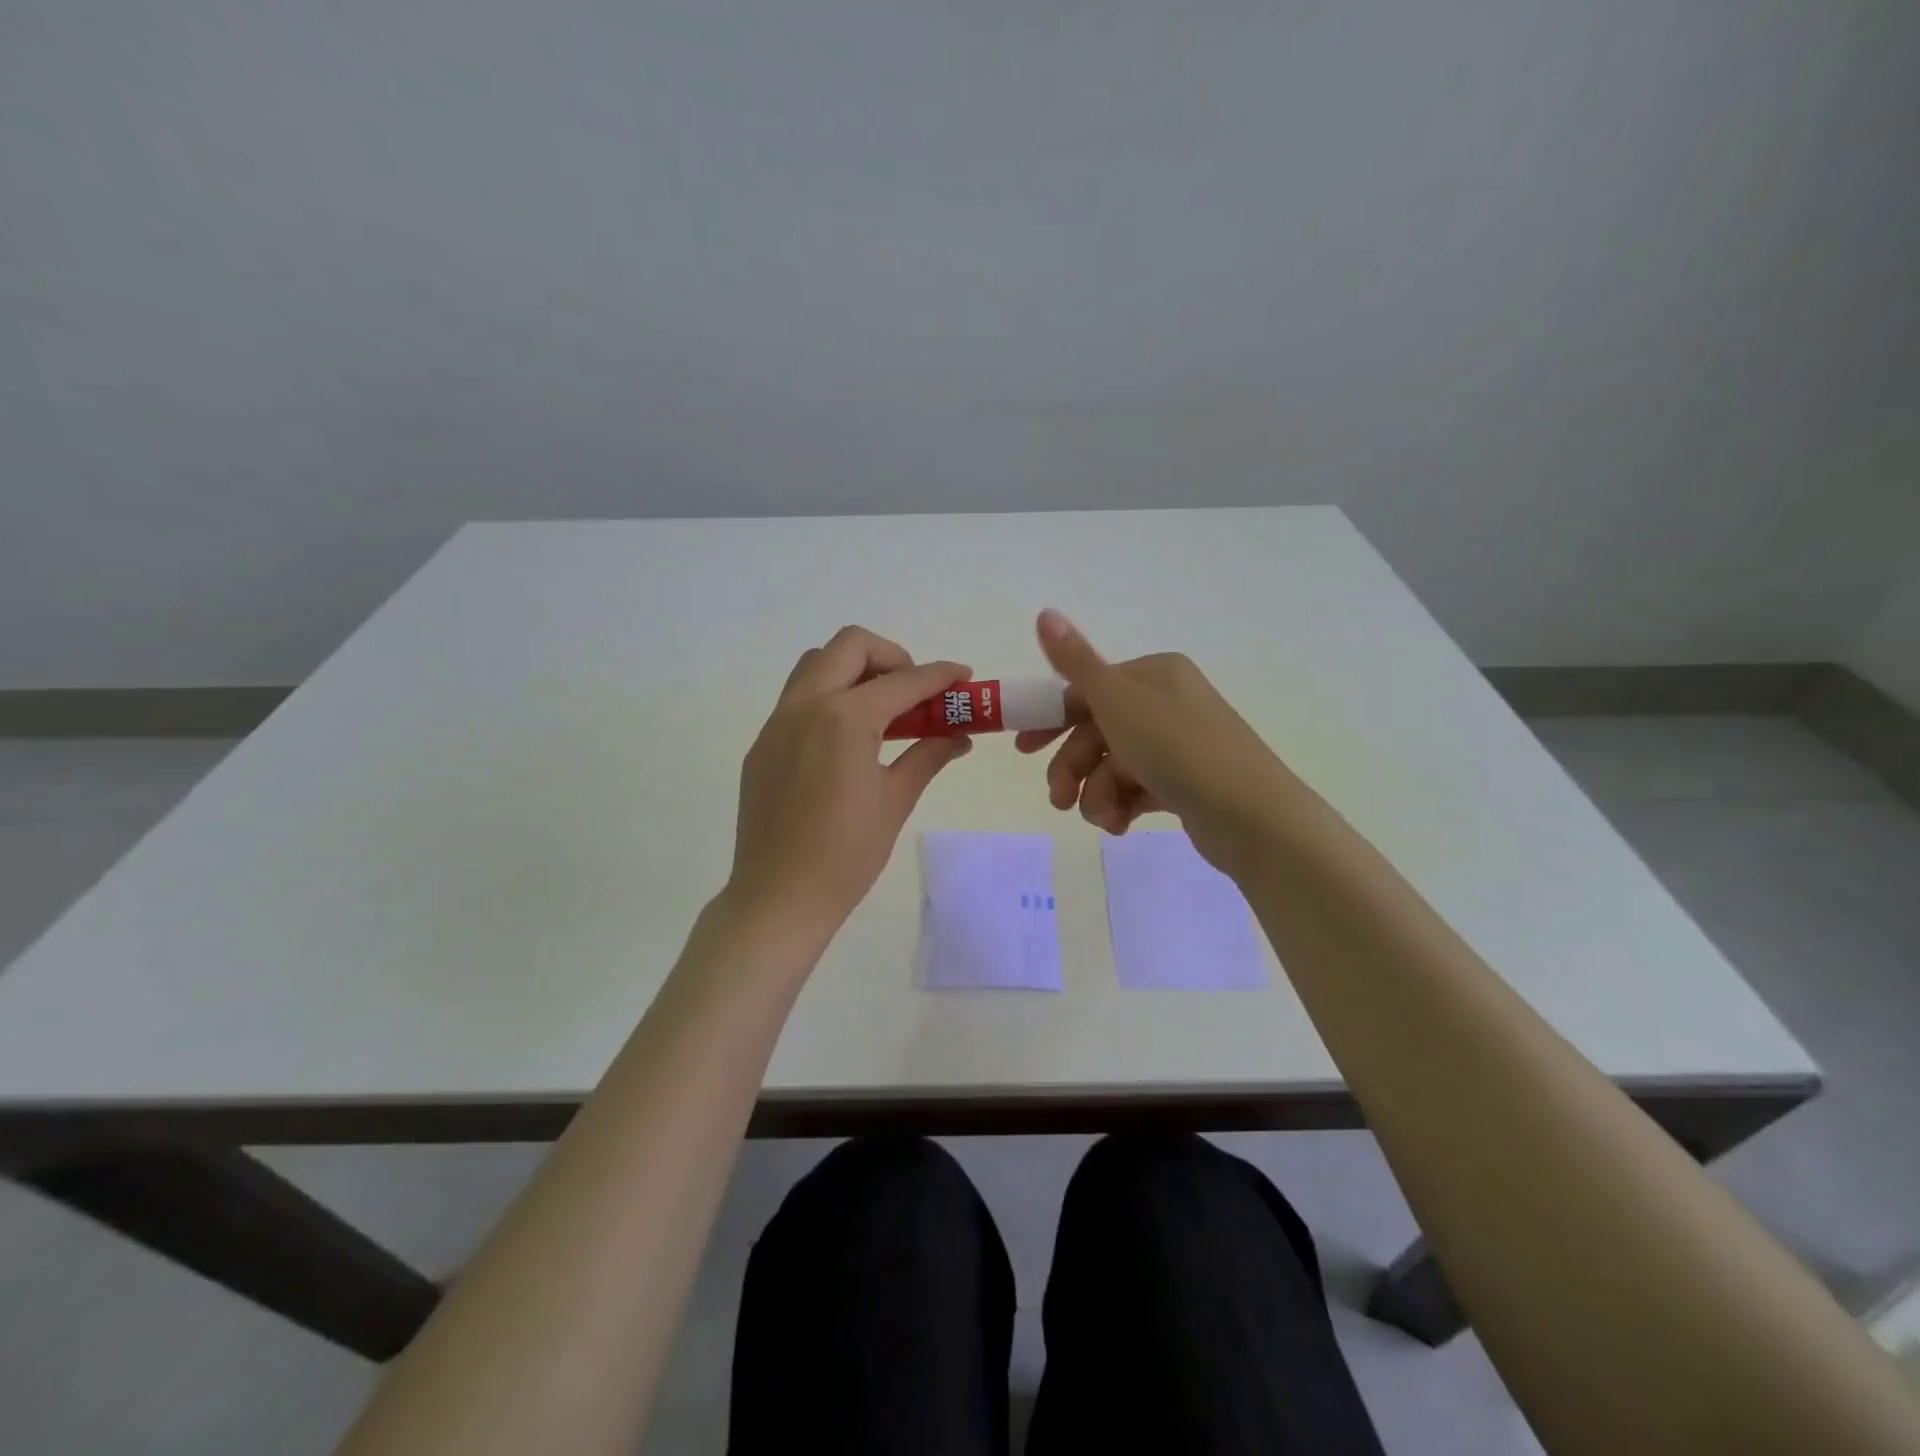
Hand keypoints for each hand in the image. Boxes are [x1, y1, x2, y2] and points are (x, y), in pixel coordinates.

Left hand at [725, 626, 972, 947]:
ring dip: (853, 670)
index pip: (903, 681)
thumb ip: (927, 756)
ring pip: (816, 665)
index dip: (940, 675)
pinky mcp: (762, 745)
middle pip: (850, 646)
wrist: (779, 896)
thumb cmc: (847, 854)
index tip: (963, 677)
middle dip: (891, 656)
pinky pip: (797, 699)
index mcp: (845, 719)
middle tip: (914, 690)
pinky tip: (845, 740)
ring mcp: (777, 723)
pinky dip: (828, 698)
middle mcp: (806, 706)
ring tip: (881, 709)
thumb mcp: (895, 800)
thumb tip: (959, 737)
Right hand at [1016, 609, 1290, 869]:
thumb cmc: (1177, 749)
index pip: (1088, 691)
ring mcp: (1179, 745)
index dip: (1052, 720)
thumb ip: (1076, 662)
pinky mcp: (1186, 783)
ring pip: (1114, 766)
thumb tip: (1044, 612)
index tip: (1023, 750)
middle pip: (1098, 732)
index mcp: (1153, 675)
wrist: (1251, 815)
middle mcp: (1167, 703)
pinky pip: (1138, 789)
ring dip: (1098, 794)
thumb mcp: (1118, 701)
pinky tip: (1122, 825)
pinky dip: (1123, 806)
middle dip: (1074, 768)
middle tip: (1058, 799)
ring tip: (1105, 819)